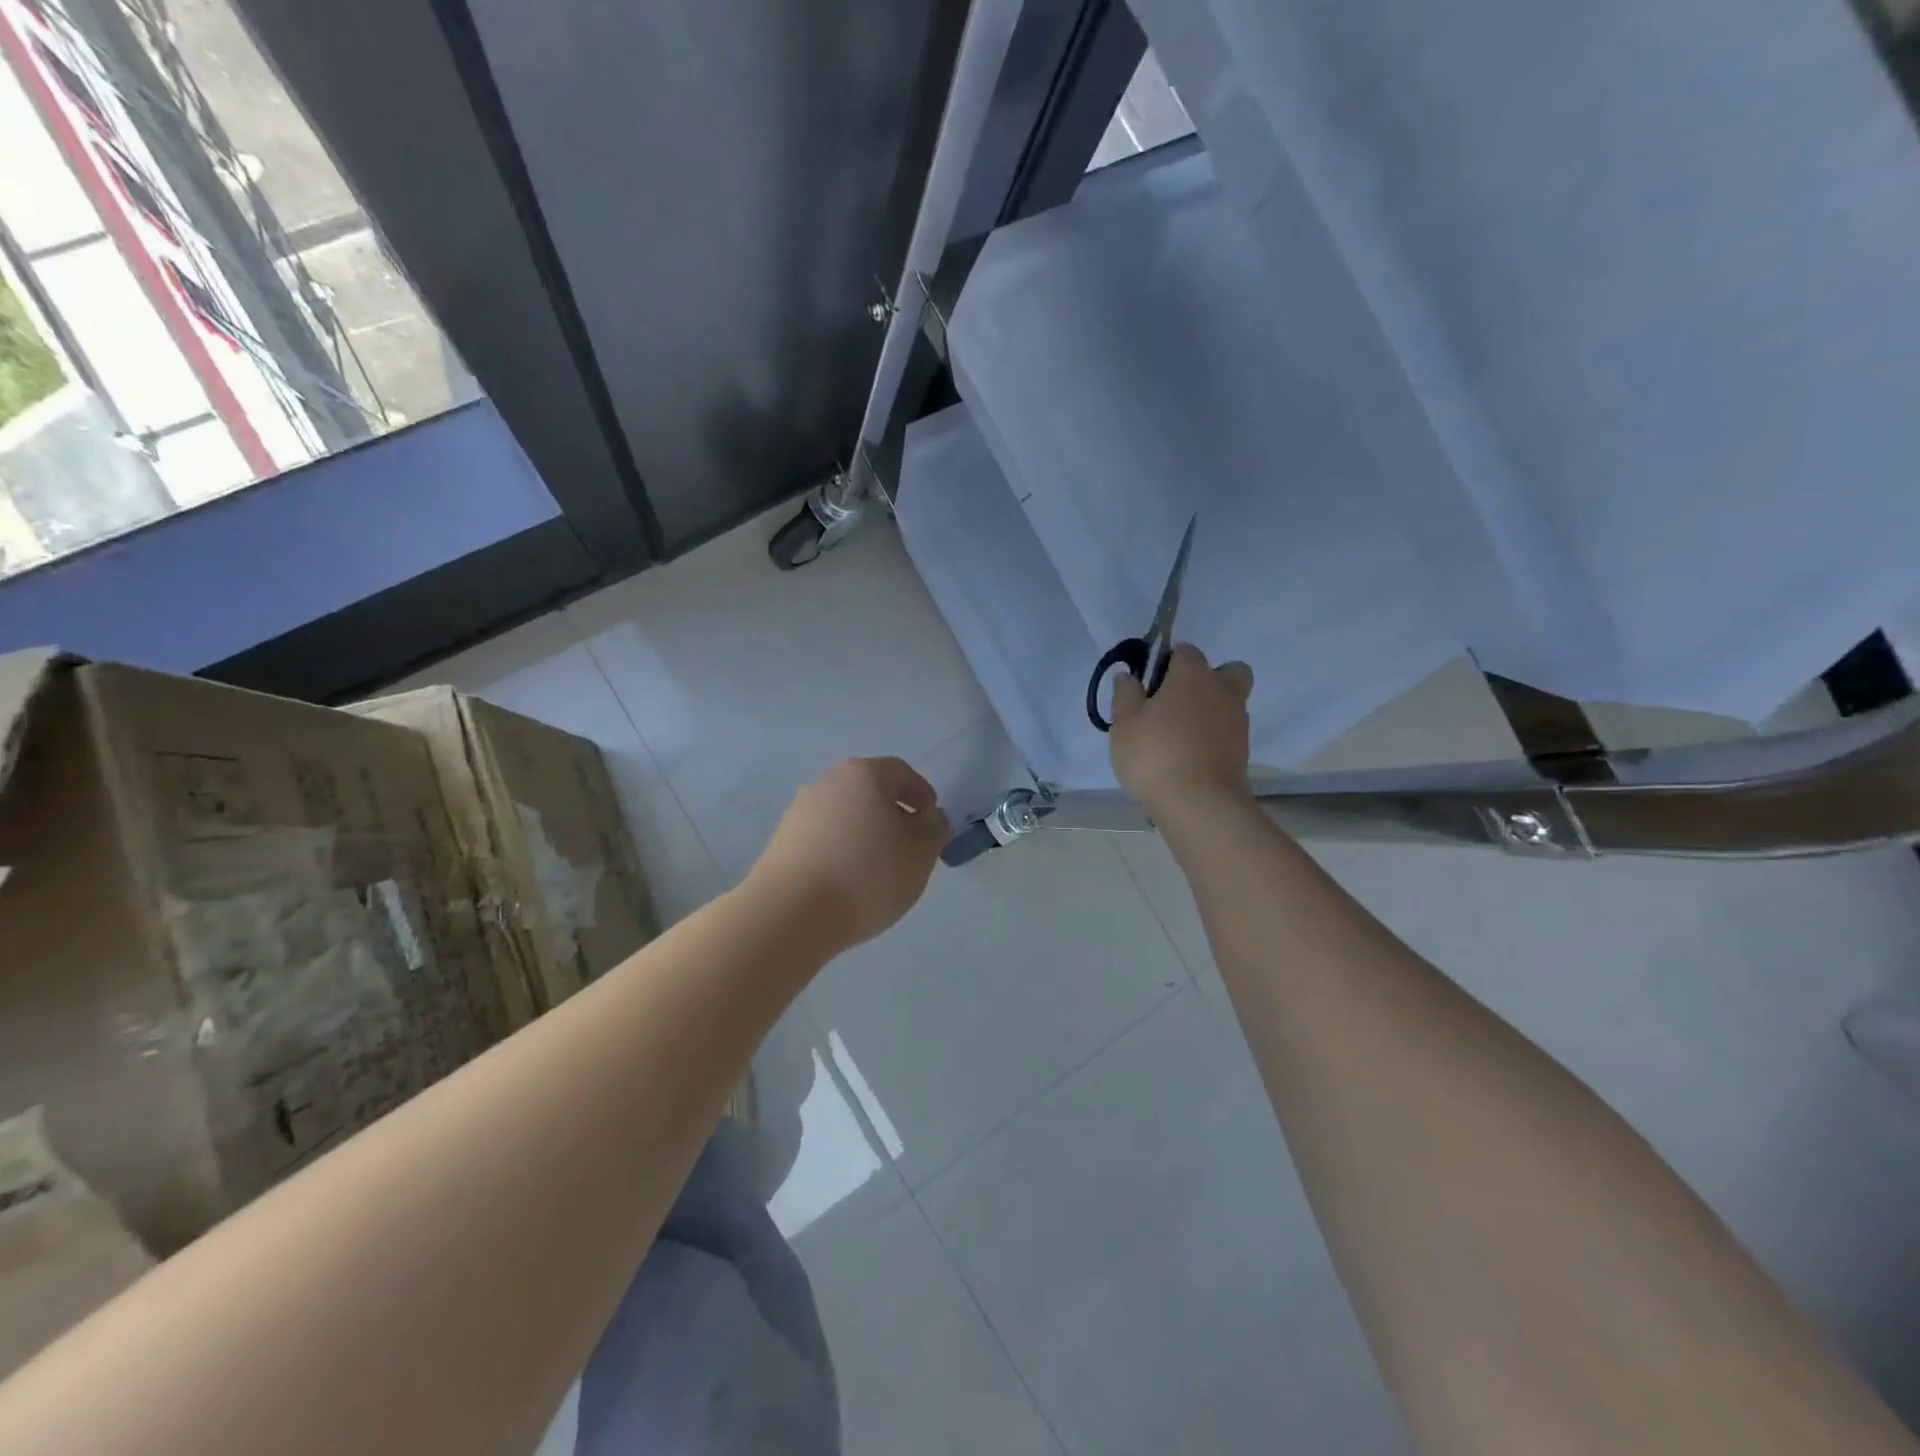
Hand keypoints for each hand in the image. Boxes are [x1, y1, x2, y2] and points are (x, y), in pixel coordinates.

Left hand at [748, 758, 949, 953]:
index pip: (901, 772)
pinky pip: (823, 837)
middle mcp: (828, 782)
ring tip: (877, 869)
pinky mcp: (781, 841)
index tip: (930, 822)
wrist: (790, 913)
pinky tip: (847, 881)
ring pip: (844, 814)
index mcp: (864, 774)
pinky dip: (840, 850)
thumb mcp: (921, 853)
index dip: (921, 793)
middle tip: (908, 846)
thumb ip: (934, 828)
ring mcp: (799, 811)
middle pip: (869, 790)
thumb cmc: (867, 875)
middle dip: (891, 813)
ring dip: (864, 833)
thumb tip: (928, 817)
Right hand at [1110, 644, 1254, 816]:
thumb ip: (1125, 695)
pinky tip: (1189, 756)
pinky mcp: (1243, 750)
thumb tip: (1128, 676)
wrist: (1199, 803)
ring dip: (1210, 711)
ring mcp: (1238, 721)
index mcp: (1193, 675)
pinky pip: (1227, 732)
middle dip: (1207, 680)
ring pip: (1228, 703)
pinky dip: (1213, 737)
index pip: (1185, 651)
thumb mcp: (1125, 724)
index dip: (1167, 662)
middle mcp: (1223, 690)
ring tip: (1178, 737)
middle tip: (1177, 703)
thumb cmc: (1155, 754)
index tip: (1149, 684)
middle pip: (1226, 671)